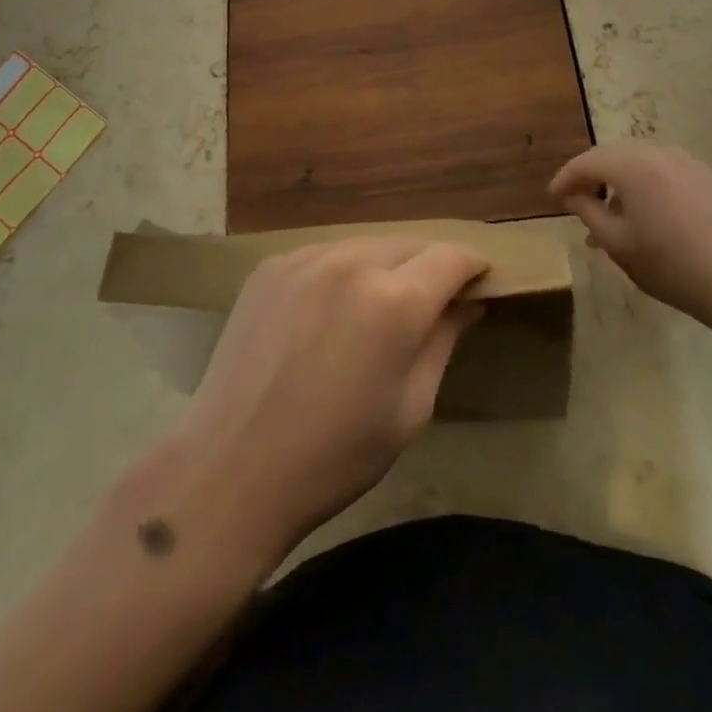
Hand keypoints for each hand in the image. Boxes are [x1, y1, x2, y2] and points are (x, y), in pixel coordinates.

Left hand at [165, 237, 487, 567]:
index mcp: (394, 302)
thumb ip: (443, 342)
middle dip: (429, 266)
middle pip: (409, 244)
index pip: (451, 257)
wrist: (232, 467)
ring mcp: (305, 259)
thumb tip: (468, 303)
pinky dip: (341, 273)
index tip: (479, 283)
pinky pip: (325, 255)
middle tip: (431, 302)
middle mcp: (352, 263)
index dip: (473, 267)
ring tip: (376, 308)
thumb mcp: (410, 408)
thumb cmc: (334, 456)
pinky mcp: (272, 266)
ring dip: (384, 267)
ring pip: (365, 245)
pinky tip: (329, 312)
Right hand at [550, 142, 711, 336]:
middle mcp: (657, 152)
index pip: (586, 162)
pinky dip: (642, 183)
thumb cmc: (671, 265)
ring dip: (617, 180)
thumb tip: (573, 195)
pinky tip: (643, 214)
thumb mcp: (617, 243)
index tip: (553, 197)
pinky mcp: (705, 176)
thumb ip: (587, 211)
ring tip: (609, 214)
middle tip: (577, 201)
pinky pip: (660, 169)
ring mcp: (685, 161)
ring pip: (637, 161)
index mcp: (631, 164)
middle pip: (612, 155)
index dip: (565, 178)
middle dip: (591, 175)